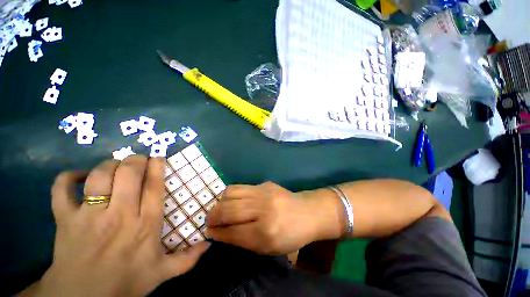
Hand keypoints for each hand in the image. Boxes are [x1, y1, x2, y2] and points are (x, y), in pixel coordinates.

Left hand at [20, 156, 209, 296]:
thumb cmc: (125, 283)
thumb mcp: (162, 273)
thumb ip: (188, 259)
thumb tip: (209, 244)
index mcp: (146, 224)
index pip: (154, 186)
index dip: (156, 167)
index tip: (158, 157)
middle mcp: (120, 215)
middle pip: (128, 174)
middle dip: (135, 160)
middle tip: (138, 160)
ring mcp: (89, 216)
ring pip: (99, 176)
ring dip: (108, 165)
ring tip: (114, 166)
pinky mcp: (65, 219)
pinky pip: (62, 189)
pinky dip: (68, 177)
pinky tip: (79, 177)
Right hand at [205, 182, 342, 254]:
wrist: (308, 212)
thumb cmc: (291, 235)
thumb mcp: (268, 248)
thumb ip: (243, 241)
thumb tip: (220, 234)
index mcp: (266, 233)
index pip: (232, 232)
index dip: (217, 233)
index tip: (208, 232)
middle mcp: (263, 209)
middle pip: (229, 210)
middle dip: (213, 216)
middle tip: (209, 220)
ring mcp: (264, 192)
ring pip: (231, 193)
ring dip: (220, 202)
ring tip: (219, 209)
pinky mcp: (265, 183)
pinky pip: (240, 186)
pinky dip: (231, 194)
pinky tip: (232, 200)